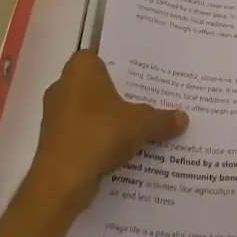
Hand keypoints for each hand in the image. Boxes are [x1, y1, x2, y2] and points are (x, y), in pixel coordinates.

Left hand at [26, 51, 187, 214]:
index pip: (103, 54)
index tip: (143, 72)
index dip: (123, 63)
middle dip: (120, 93)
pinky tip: (121, 148)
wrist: (61, 182)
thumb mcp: (142, 123)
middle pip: (97, 84)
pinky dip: (98, 138)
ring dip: (109, 118)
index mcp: (80, 68)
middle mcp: (63, 85)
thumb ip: (162, 118)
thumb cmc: (100, 134)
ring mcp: (55, 114)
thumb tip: (183, 118)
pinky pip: (82, 132)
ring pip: (89, 110)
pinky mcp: (53, 141)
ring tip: (139, 124)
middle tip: (148, 98)